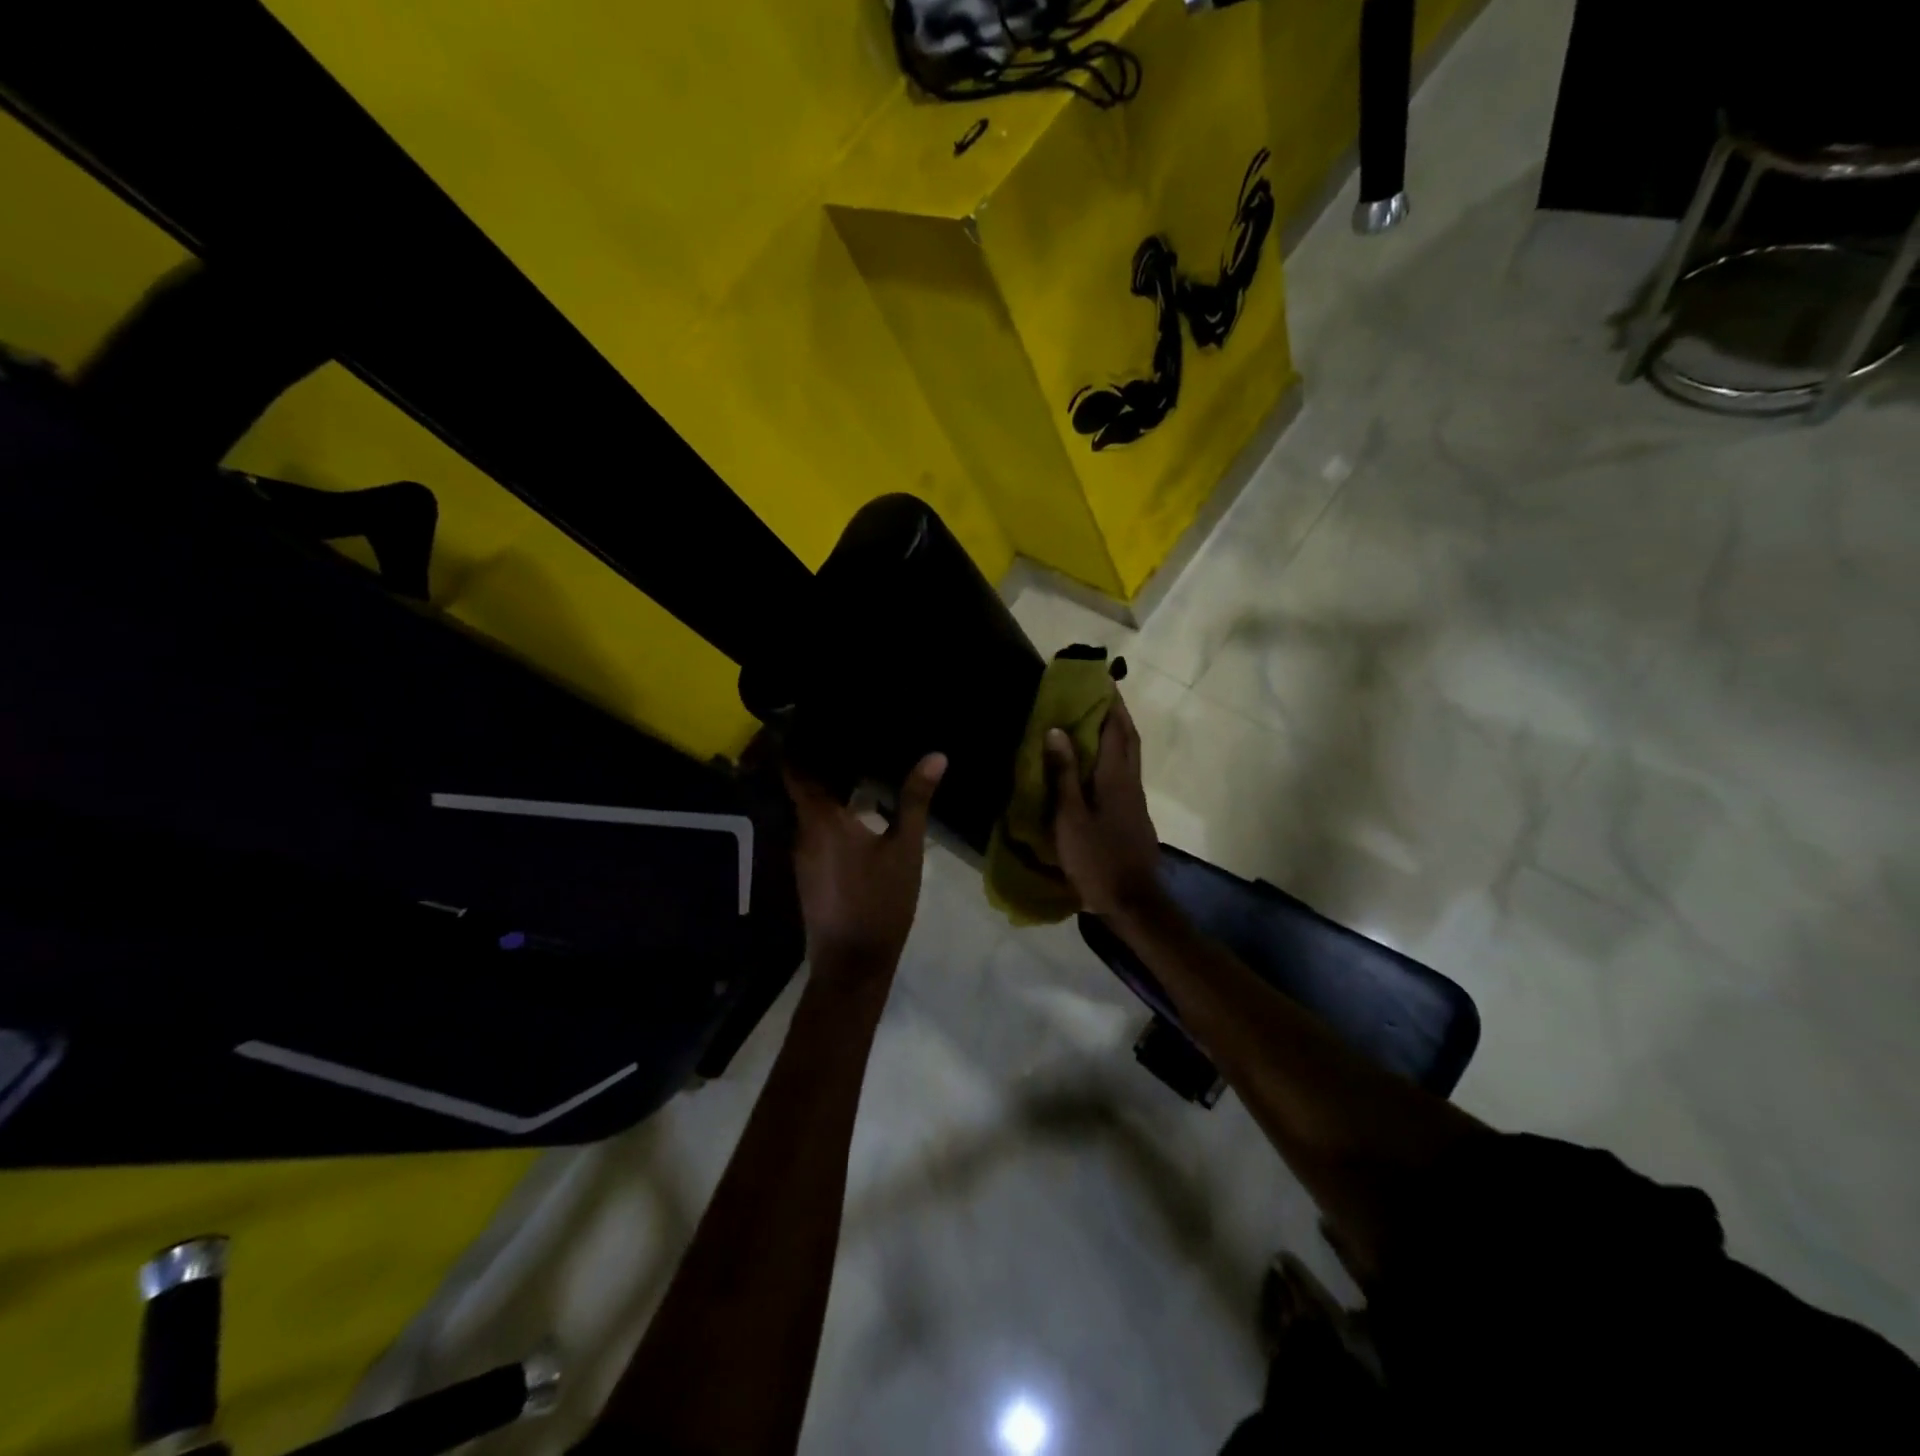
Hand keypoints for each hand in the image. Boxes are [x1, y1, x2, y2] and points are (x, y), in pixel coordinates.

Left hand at [784, 753, 946, 983]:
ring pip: (808, 811)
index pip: (796, 768)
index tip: (820, 721)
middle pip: (802, 787)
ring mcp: (801, 856)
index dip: (802, 743)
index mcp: (820, 819)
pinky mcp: (808, 874)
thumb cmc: (880, 901)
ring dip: (827, 791)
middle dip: (821, 763)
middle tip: (850, 737)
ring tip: (856, 767)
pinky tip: (856, 812)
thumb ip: (915, 800)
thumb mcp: (905, 848)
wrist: (852, 964)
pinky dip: (829, 816)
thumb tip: (936, 756)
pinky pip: (813, 831)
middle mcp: (801, 833)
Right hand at [1046, 697, 1163, 917]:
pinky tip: (1096, 765)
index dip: (1109, 702)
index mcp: (1115, 777)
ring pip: (1129, 757)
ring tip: (1094, 722)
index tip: (1101, 679)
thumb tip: (1057, 730)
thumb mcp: (1070, 817)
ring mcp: (1135, 800)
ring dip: (1116, 734)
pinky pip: (1124, 774)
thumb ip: (1064, 774)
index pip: (1115, 729)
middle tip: (1099, 695)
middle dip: (1117, 713)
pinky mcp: (1133, 815)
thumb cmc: (1096, 858)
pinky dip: (1112, 757)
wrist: (1132, 901)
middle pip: (1128, 739)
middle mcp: (1130, 782)